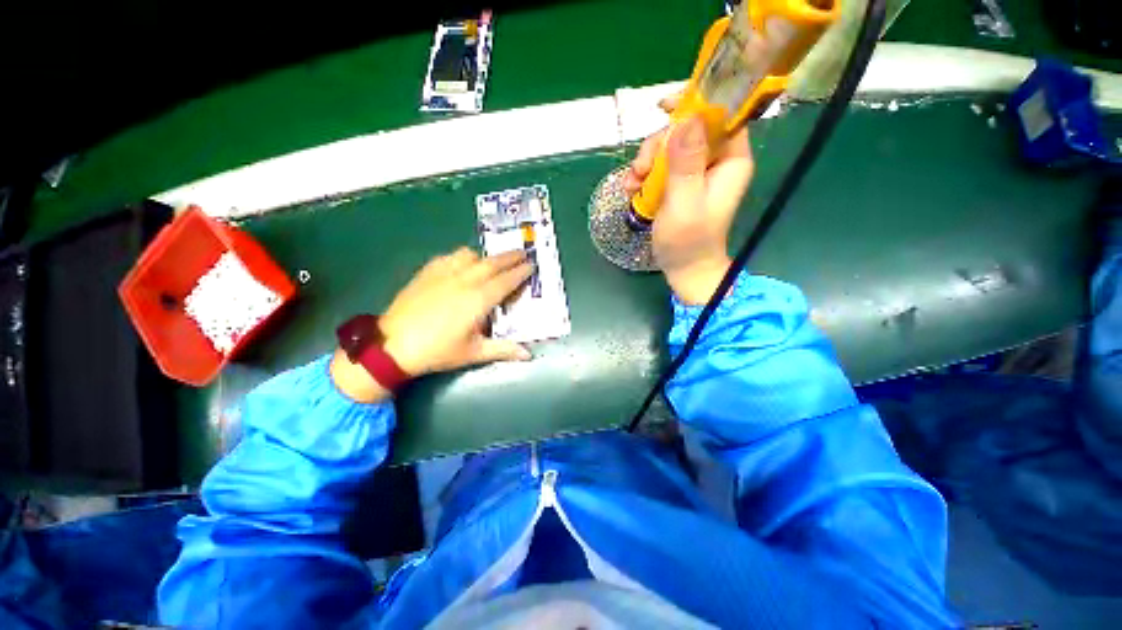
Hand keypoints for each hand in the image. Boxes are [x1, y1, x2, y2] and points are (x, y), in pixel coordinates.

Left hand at [384, 248, 533, 373]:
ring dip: (486, 257)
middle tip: (523, 253)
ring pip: (471, 255)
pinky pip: (451, 256)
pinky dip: (463, 257)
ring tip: (492, 264)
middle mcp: (464, 280)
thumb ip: (503, 350)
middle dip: (511, 257)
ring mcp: (444, 273)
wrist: (392, 345)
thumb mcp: (473, 353)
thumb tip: (528, 355)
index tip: (532, 265)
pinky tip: (463, 266)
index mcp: (478, 300)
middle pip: (493, 263)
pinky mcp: (428, 272)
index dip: (521, 272)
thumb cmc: (437, 351)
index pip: (506, 281)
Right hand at [623, 97, 753, 304]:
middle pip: (687, 129)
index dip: (696, 103)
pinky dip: (644, 175)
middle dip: (659, 144)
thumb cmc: (688, 241)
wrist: (684, 268)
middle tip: (641, 169)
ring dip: (646, 162)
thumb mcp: (684, 203)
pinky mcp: (680, 183)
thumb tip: (688, 118)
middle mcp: (716, 161)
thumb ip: (686, 163)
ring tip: (633, 185)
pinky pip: (660, 166)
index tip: (664, 108)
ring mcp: (696, 172)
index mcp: (730, 160)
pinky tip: (632, 190)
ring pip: (669, 147)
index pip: (721, 114)